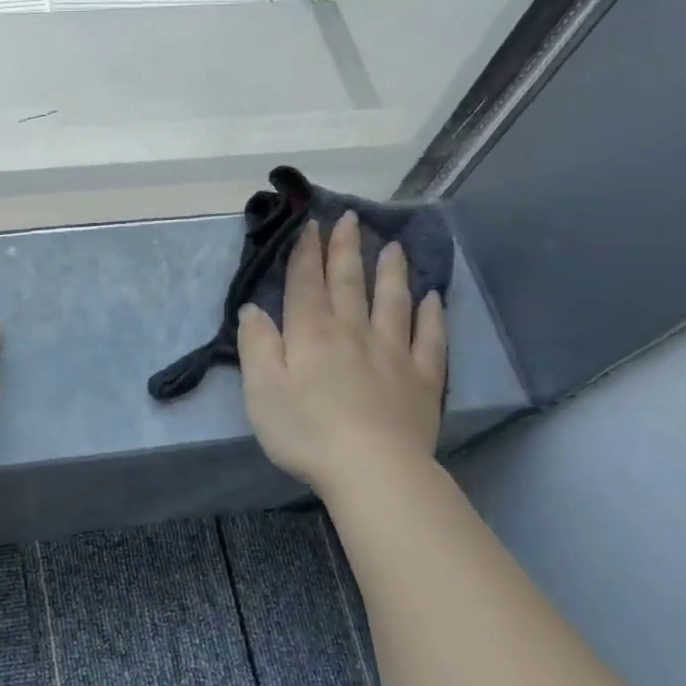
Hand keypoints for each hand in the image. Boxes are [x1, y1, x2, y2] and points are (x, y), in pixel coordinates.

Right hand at [238, 212, 446, 500]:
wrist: (372, 468)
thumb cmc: (306, 431)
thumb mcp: (261, 390)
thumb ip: (257, 345)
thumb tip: (252, 308)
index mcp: (311, 334)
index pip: (307, 283)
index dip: (307, 252)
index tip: (310, 224)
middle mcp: (354, 332)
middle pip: (350, 283)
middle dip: (346, 249)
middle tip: (350, 218)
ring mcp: (394, 352)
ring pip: (393, 301)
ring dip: (391, 271)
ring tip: (392, 246)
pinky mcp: (423, 379)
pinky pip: (430, 338)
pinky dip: (432, 315)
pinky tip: (433, 298)